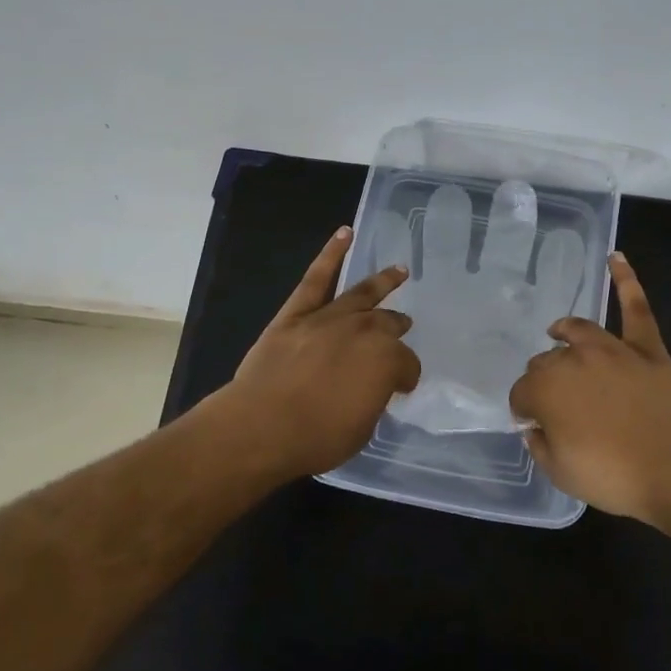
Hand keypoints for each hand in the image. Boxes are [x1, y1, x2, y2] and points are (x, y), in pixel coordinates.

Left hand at [226, 226, 420, 478]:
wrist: (263, 426)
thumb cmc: (317, 436)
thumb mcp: (361, 428)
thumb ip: (371, 399)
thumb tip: (368, 388)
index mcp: (386, 360)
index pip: (407, 364)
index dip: (406, 376)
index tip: (402, 386)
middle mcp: (363, 331)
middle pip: (387, 324)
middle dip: (397, 327)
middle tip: (403, 326)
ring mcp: (328, 318)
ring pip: (361, 293)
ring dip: (382, 282)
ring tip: (398, 271)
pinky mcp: (297, 314)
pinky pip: (316, 278)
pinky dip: (331, 254)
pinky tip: (344, 234)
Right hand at [508, 253, 670, 523]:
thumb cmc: (614, 476)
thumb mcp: (561, 473)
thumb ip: (540, 445)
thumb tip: (534, 426)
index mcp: (546, 389)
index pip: (521, 393)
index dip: (524, 409)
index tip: (531, 424)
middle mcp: (573, 359)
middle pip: (546, 362)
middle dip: (543, 379)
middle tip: (554, 403)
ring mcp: (612, 349)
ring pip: (578, 331)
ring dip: (564, 332)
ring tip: (557, 332)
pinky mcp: (646, 347)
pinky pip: (635, 308)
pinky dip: (626, 281)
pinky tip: (616, 259)